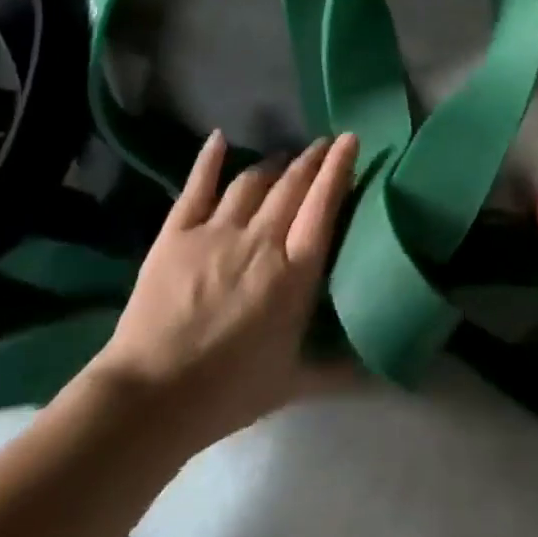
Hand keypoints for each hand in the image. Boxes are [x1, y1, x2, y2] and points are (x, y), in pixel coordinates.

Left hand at [86, 129, 358, 451]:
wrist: (151, 397)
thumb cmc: (229, 391)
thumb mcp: (295, 382)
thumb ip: (342, 370)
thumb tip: (386, 374)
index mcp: (295, 272)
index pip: (324, 205)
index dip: (339, 168)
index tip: (350, 139)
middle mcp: (261, 240)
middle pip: (292, 185)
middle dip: (311, 158)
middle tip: (323, 143)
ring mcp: (216, 231)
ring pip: (252, 182)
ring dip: (273, 163)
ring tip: (285, 156)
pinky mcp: (177, 233)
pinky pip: (197, 186)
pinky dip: (210, 159)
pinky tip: (219, 139)